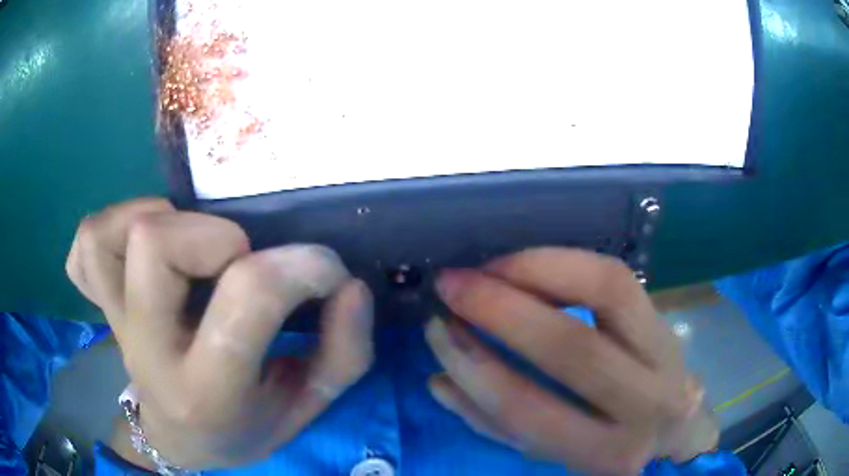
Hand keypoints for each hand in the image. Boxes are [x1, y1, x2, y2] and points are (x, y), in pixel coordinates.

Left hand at [66, 199, 373, 468]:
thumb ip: (342, 351)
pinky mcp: (98, 304)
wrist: (179, 438)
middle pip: (156, 244)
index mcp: (207, 391)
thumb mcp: (306, 407)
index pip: (246, 297)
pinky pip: (86, 246)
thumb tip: (350, 286)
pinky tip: (139, 247)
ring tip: (189, 247)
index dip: (299, 265)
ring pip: (110, 235)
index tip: (325, 269)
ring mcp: (113, 322)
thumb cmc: (246, 427)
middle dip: (215, 237)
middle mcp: (148, 351)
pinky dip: (112, 227)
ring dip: (158, 220)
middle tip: (240, 261)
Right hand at [425, 248, 717, 474]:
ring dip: (534, 271)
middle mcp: (646, 405)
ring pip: (606, 291)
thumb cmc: (607, 443)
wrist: (673, 427)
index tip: (440, 330)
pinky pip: (616, 275)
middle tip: (451, 284)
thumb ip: (496, 423)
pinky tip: (525, 264)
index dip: (477, 369)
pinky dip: (565, 261)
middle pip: (573, 348)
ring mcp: (665, 353)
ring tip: (486, 267)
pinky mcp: (665, 318)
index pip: (532, 412)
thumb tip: (439, 381)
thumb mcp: (552, 451)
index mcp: (605, 454)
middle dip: (500, 310)